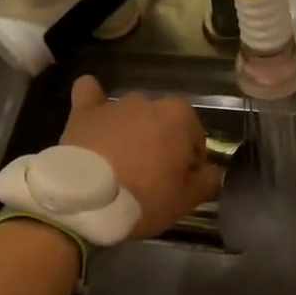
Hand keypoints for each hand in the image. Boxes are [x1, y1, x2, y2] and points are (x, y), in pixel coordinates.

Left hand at [61, 76, 221, 239]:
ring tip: (120, 164)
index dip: (190, 162)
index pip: (195, 137)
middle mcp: (148, 101)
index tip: (180, 183)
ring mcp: (113, 105)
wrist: (85, 200)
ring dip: (131, 132)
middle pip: (162, 124)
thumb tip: (212, 173)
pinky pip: (89, 94)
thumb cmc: (144, 198)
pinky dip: (94, 101)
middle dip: (161, 144)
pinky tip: (94, 113)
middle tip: (151, 177)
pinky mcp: (83, 112)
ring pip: (131, 115)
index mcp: (179, 116)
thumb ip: (208, 181)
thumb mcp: (186, 200)